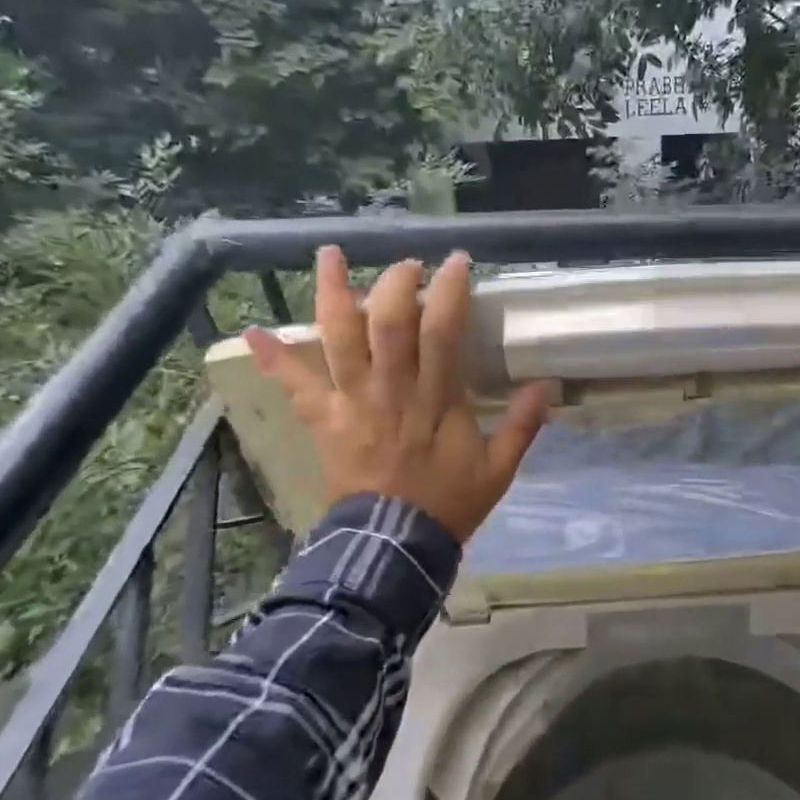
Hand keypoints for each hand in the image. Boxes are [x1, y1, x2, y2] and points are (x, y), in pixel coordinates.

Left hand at [242, 247, 555, 541]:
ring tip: (330, 255)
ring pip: (340, 340)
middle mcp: (391, 391)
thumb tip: (549, 385)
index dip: (448, 292)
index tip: (456, 262)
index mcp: (436, 401)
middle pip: (388, 324)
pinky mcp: (325, 420)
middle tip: (408, 265)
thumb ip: (522, 426)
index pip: (442, 333)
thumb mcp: (498, 469)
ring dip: (333, 294)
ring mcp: (352, 403)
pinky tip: (250, 331)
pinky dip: (273, 358)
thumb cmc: (448, 503)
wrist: (394, 544)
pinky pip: (295, 385)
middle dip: (396, 283)